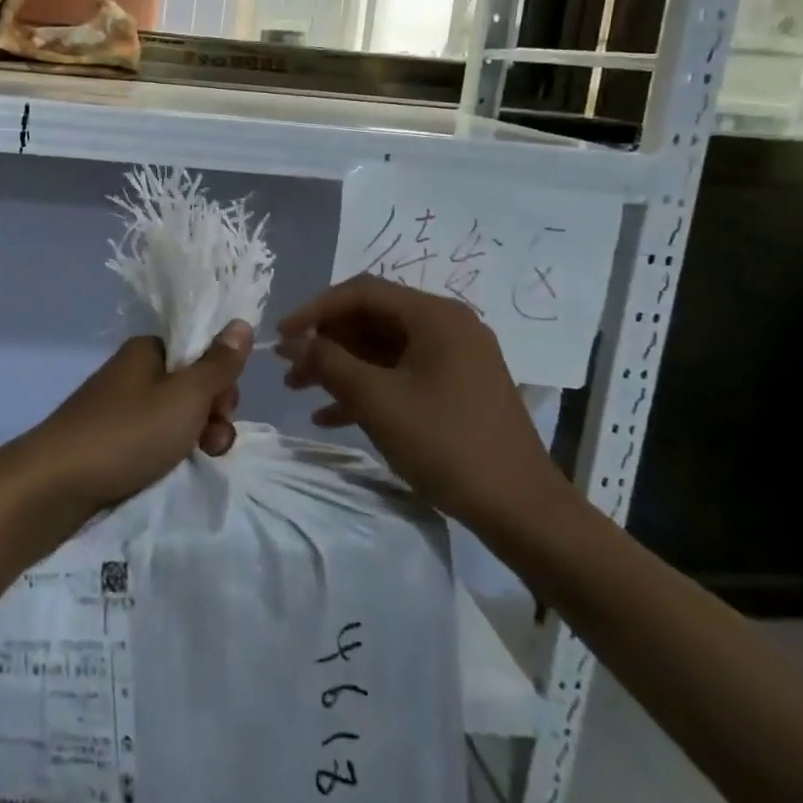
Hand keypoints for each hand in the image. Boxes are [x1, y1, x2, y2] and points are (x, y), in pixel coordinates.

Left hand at [13, 322, 251, 515]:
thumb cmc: (128, 431)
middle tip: (210, 439)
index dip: (220, 377)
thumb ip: (218, 364)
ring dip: (195, 435)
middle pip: (191, 384)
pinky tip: (172, 469)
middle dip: (212, 411)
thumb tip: (241, 322)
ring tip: (197, 459)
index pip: (200, 351)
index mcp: (148, 350)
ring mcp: (121, 407)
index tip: (223, 405)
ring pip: (175, 415)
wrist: (58, 483)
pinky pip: (153, 437)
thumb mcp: (185, 395)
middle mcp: (134, 372)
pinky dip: (169, 451)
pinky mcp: (112, 439)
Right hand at [275, 276, 565, 534]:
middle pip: (371, 318)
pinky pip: (399, 374)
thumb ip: (330, 362)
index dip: (314, 309)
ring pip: (381, 349)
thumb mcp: (377, 400)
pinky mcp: (454, 389)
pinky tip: (329, 417)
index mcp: (435, 316)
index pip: (362, 292)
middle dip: (324, 341)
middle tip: (287, 365)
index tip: (281, 335)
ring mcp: (453, 359)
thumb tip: (296, 342)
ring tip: (297, 388)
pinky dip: (365, 389)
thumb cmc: (446, 444)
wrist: (521, 510)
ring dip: (339, 366)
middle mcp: (446, 327)